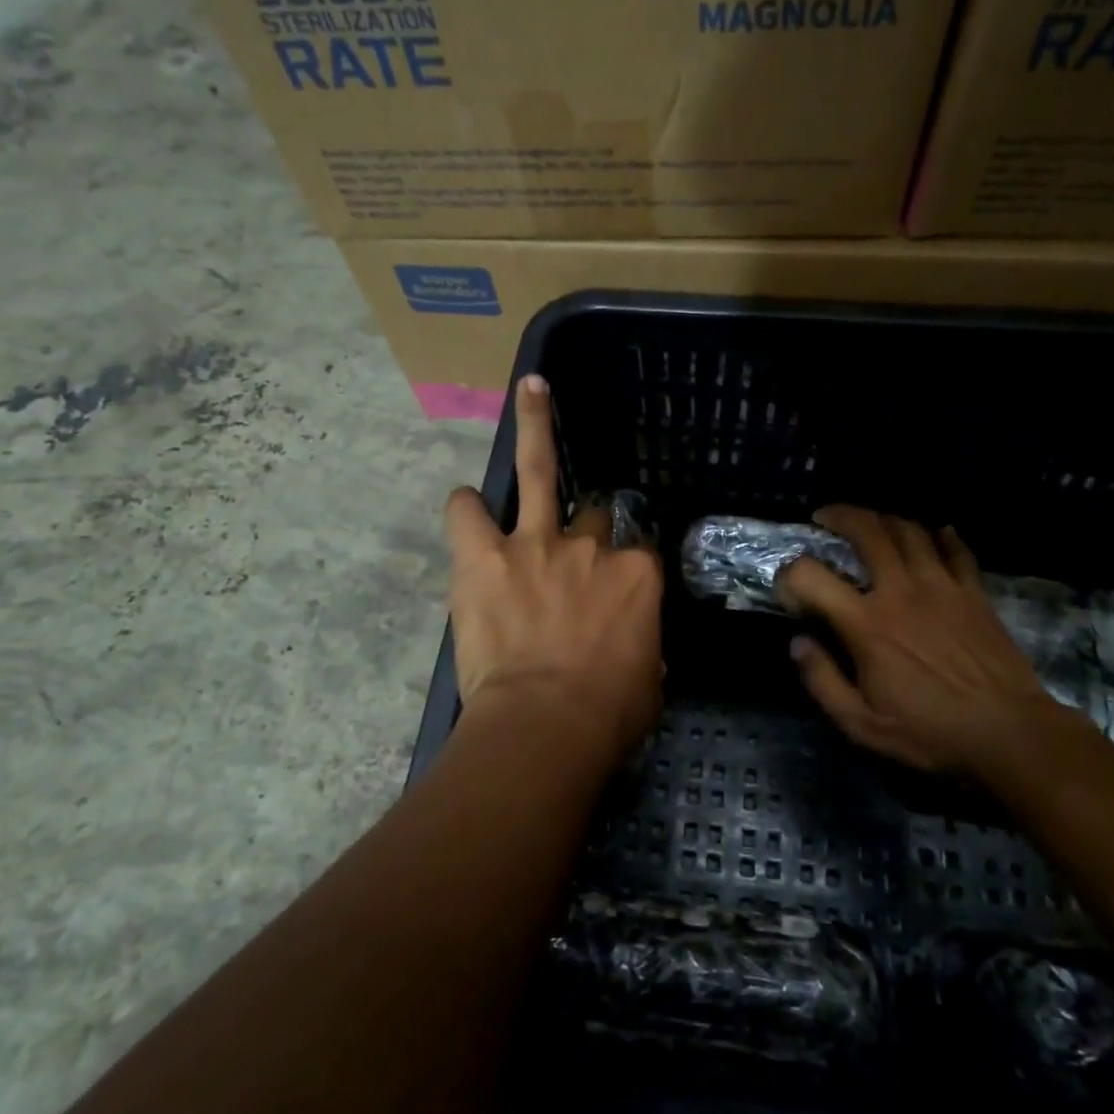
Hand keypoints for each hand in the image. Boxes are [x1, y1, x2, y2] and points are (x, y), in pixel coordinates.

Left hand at [444, 375, 664, 749]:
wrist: (546, 725)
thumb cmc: (607, 714)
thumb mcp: (649, 684)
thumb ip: (643, 650)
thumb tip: (638, 649)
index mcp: (637, 576)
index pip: (639, 551)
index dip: (626, 565)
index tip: (616, 583)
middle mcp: (591, 547)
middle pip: (594, 515)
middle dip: (587, 528)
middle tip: (574, 547)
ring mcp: (536, 543)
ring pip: (540, 470)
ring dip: (537, 427)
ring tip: (532, 388)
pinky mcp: (485, 556)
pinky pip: (468, 513)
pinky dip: (465, 507)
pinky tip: (465, 504)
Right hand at [777, 506, 1074, 775]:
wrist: (1011, 734)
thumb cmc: (931, 733)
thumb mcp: (862, 724)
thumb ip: (822, 681)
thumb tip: (798, 643)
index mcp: (867, 625)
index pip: (811, 576)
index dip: (790, 573)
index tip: (788, 586)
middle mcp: (901, 592)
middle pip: (868, 531)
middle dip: (840, 516)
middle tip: (825, 518)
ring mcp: (942, 587)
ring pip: (910, 531)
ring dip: (884, 519)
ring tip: (872, 524)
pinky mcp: (974, 593)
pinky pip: (956, 549)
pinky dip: (942, 535)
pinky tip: (935, 533)